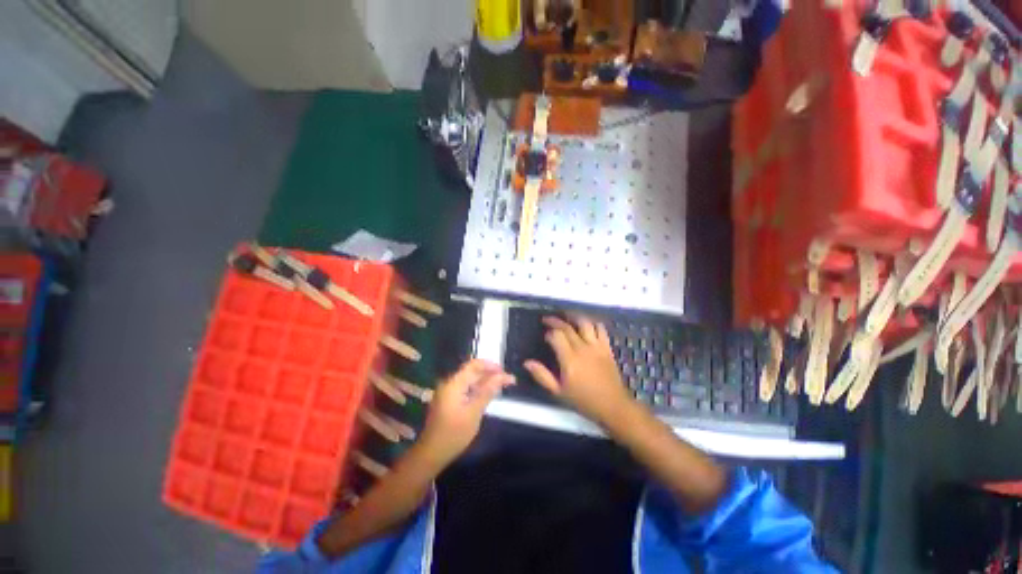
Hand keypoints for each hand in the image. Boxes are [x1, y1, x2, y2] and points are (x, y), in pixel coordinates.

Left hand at [418, 359, 513, 467]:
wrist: (431, 454)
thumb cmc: (454, 434)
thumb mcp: (474, 412)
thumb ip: (488, 391)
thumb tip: (502, 376)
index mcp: (454, 383)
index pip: (474, 365)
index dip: (490, 365)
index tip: (505, 371)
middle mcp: (450, 383)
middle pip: (472, 371)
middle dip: (490, 373)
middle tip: (508, 380)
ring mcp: (448, 392)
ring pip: (470, 380)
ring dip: (485, 381)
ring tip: (501, 385)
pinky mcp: (449, 400)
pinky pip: (466, 388)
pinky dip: (478, 389)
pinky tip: (488, 394)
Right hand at [523, 316, 634, 425]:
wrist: (613, 406)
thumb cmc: (583, 401)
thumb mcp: (558, 392)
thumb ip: (542, 376)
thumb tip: (527, 363)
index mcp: (569, 359)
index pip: (556, 336)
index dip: (548, 333)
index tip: (544, 336)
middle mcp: (582, 348)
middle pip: (567, 327)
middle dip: (555, 321)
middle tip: (547, 319)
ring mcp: (596, 346)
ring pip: (585, 323)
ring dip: (574, 317)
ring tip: (566, 316)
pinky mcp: (607, 348)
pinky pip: (601, 329)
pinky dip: (593, 323)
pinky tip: (587, 325)